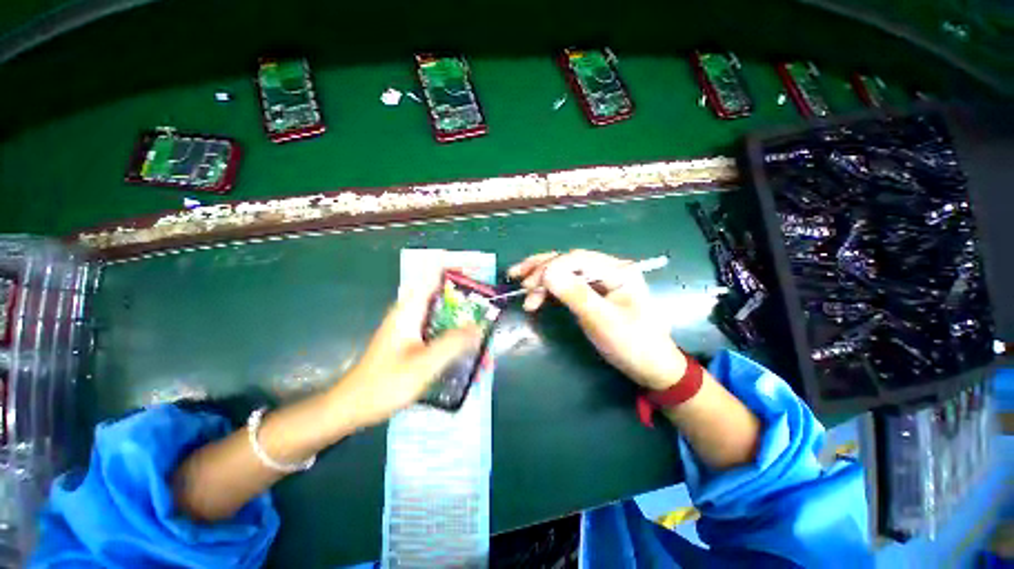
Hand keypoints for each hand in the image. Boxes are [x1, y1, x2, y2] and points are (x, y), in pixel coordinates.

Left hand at [328, 275, 481, 428]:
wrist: (353, 407)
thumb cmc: (385, 383)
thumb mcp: (424, 364)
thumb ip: (452, 343)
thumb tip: (479, 326)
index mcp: (409, 310)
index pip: (430, 277)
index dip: (452, 270)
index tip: (474, 273)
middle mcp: (410, 314)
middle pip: (441, 297)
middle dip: (465, 301)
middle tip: (488, 308)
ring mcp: (410, 328)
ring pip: (442, 316)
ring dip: (461, 321)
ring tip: (483, 331)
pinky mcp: (411, 342)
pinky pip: (437, 331)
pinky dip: (453, 336)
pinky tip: (466, 351)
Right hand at [509, 250, 685, 390]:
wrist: (649, 366)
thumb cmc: (631, 344)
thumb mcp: (602, 320)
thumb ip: (575, 294)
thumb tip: (546, 272)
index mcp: (618, 270)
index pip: (578, 258)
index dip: (552, 267)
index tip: (530, 285)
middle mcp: (608, 269)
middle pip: (569, 260)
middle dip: (542, 269)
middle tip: (519, 282)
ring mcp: (599, 280)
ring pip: (565, 270)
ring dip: (541, 277)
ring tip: (520, 286)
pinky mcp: (591, 292)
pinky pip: (566, 284)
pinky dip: (549, 288)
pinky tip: (535, 294)